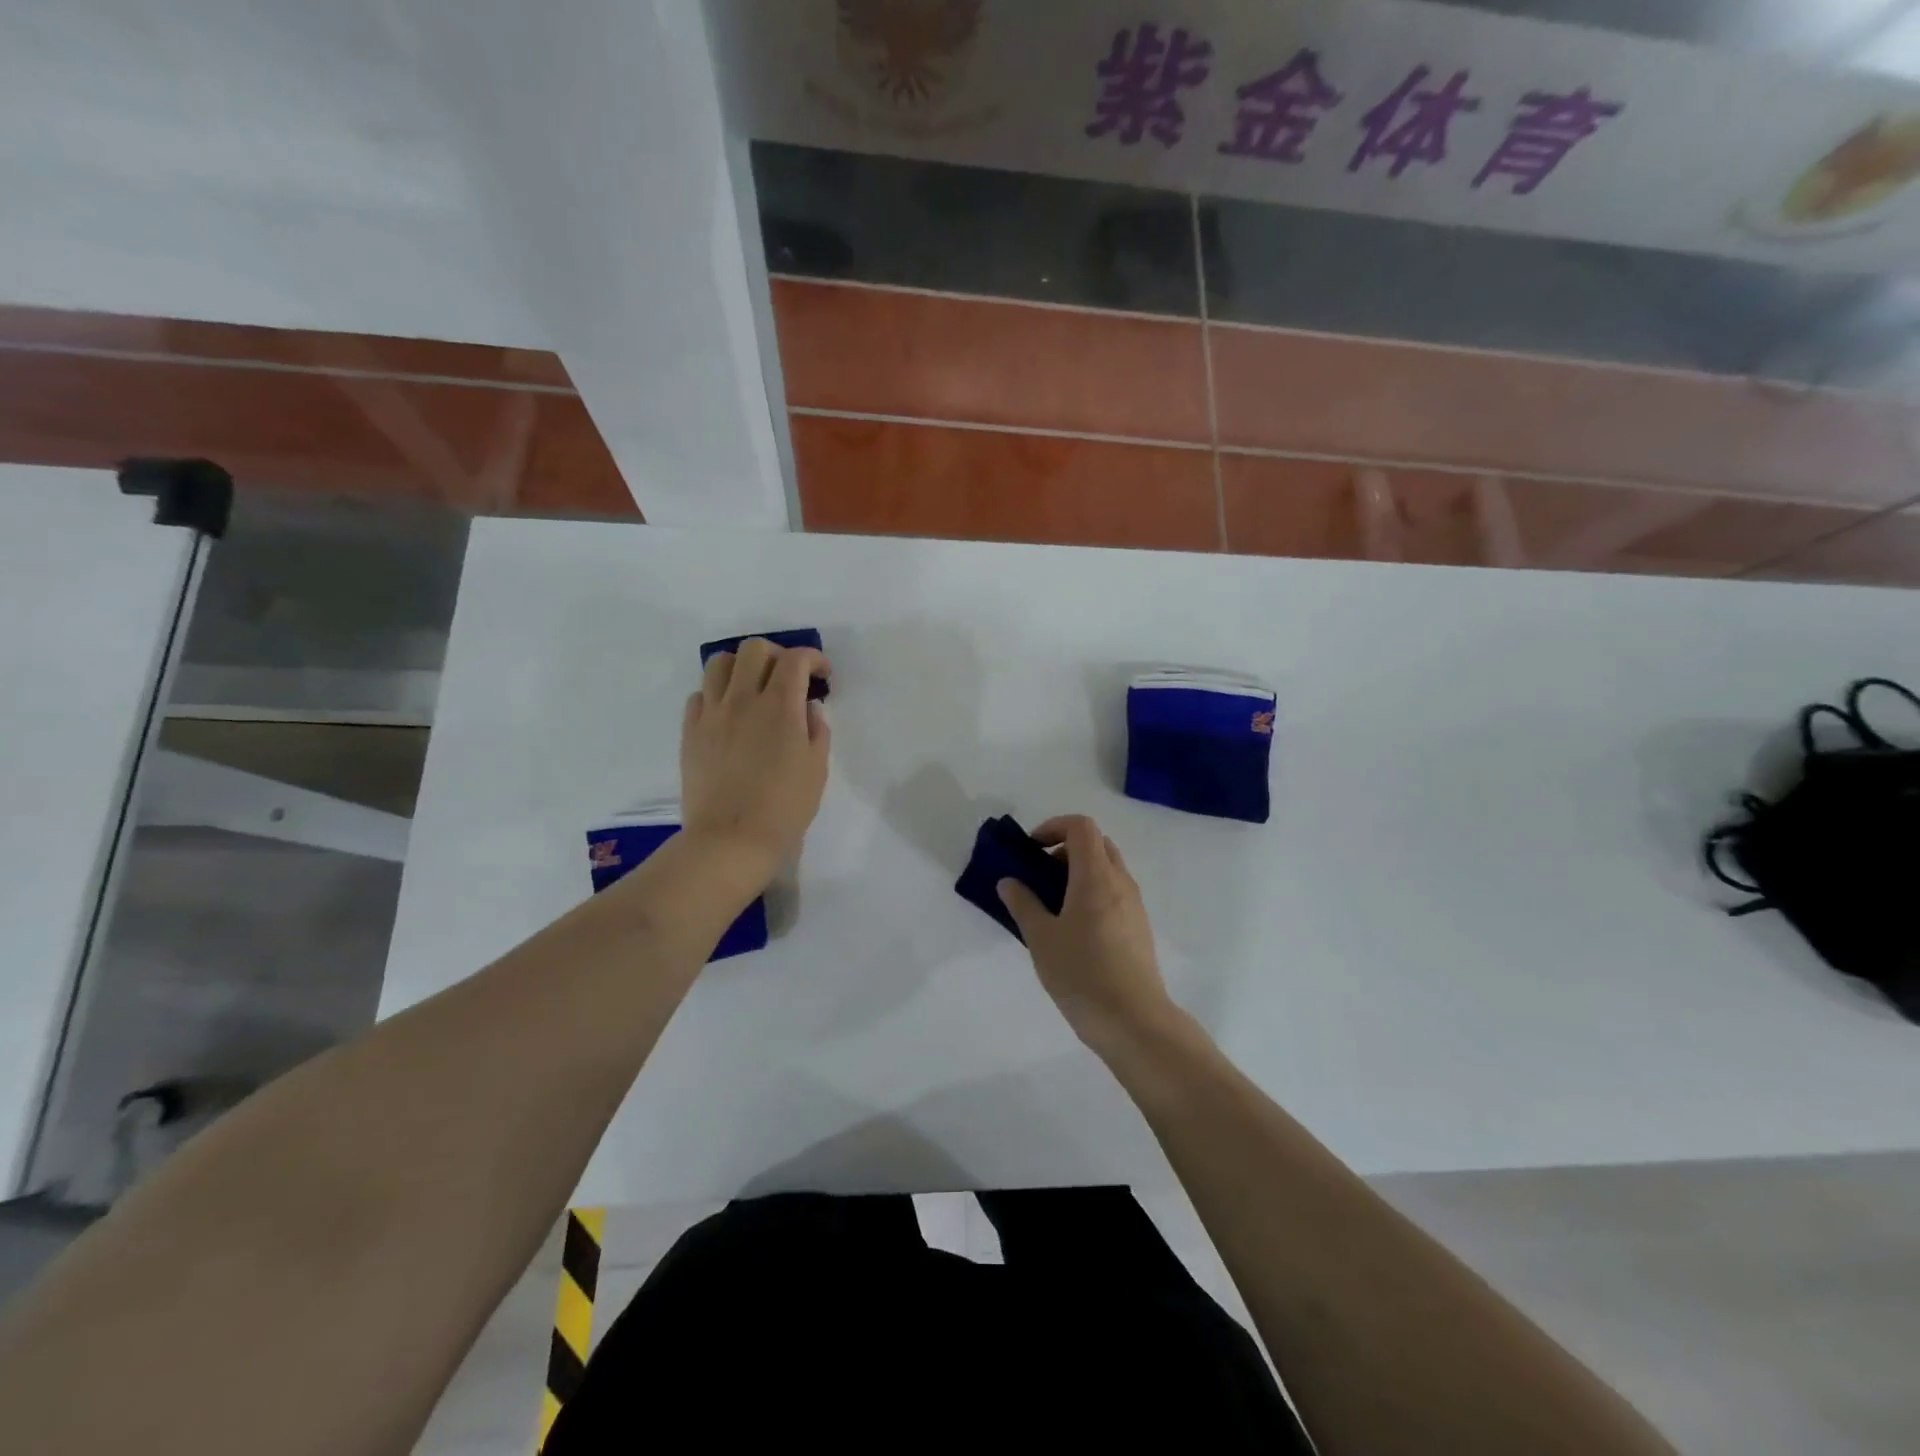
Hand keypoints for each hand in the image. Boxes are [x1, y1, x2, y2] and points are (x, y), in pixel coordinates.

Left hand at [680, 639, 830, 884]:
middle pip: (754, 649)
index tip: (822, 674)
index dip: (813, 658)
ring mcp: (712, 713)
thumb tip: (808, 708)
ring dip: (741, 666)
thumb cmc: (784, 807)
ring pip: (719, 663)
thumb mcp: (816, 769)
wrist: (730, 839)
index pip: (796, 659)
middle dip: (777, 655)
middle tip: (788, 678)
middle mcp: (743, 699)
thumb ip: (816, 730)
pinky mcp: (690, 732)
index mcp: (780, 706)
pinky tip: (729, 714)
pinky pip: (700, 695)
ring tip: (753, 687)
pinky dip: (717, 694)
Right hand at [997, 815, 1175, 1053]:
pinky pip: (1115, 892)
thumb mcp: (1041, 939)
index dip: (1053, 827)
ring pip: (1108, 869)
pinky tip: (1074, 928)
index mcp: (1096, 876)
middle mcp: (1120, 882)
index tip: (1032, 850)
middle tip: (1041, 875)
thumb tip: (1009, 882)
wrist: (1134, 1021)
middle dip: (1065, 849)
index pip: (1081, 827)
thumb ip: (1023, 904)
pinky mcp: (1139, 927)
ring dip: (1080, 872)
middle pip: (1097, 844)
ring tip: (1052, 904)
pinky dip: (1093, 892)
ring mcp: (1134, 905)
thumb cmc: (1082, 974)